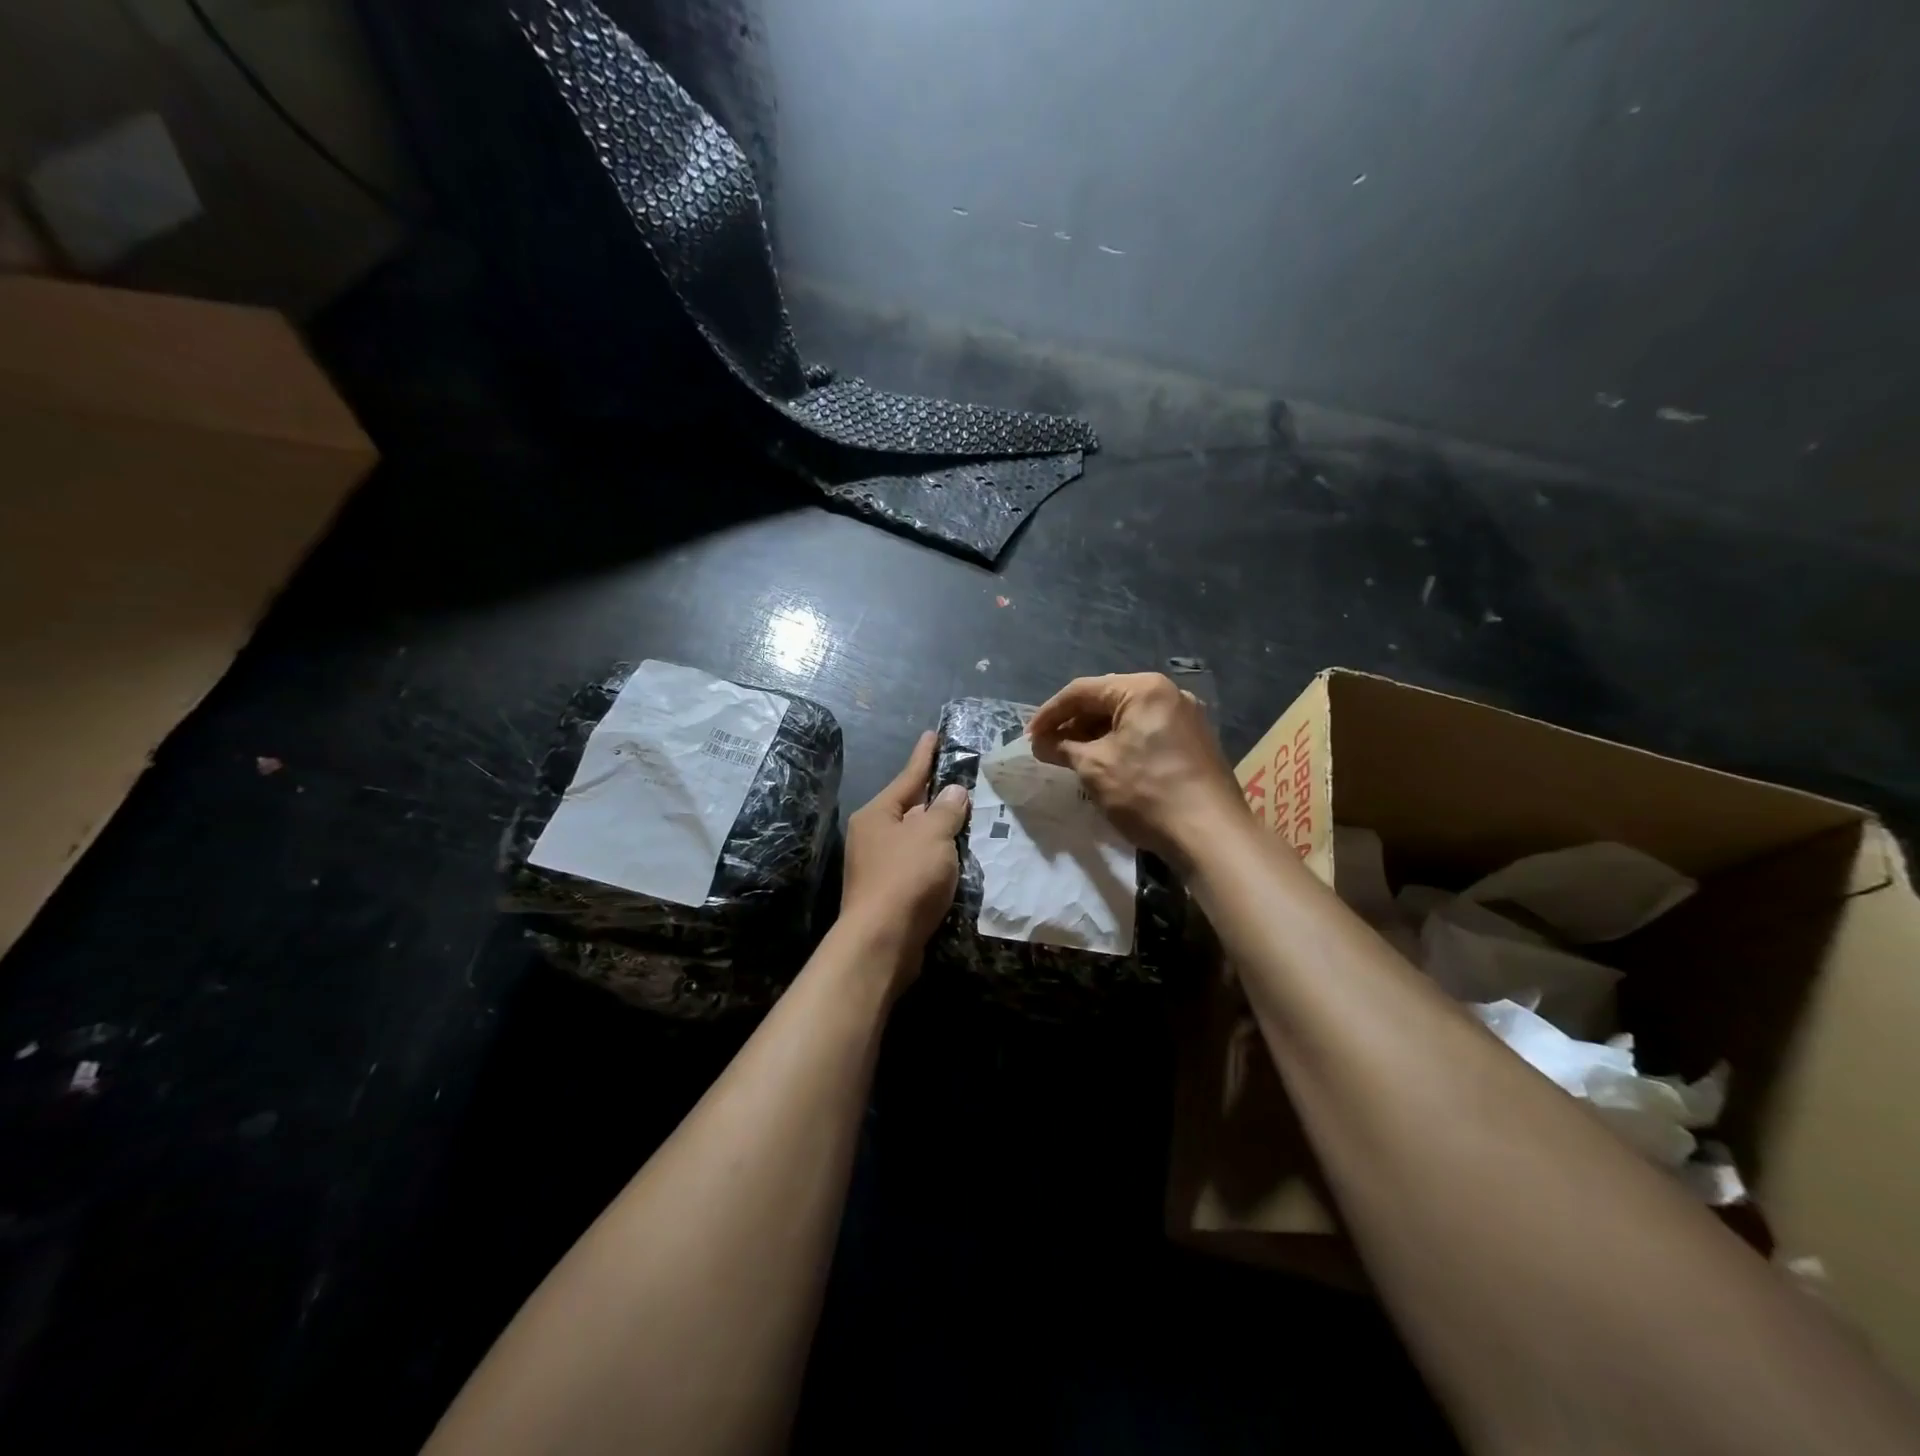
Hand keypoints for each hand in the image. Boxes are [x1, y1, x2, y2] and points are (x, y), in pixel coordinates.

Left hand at [839, 731, 969, 974]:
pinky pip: (917, 864)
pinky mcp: (888, 892)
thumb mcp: (932, 836)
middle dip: (936, 798)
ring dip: (938, 832)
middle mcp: (872, 835)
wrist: (882, 942)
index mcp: (877, 814)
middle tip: (963, 783)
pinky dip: (935, 859)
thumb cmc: (906, 878)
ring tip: (966, 820)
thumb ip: (946, 810)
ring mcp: (877, 865)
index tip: (933, 734)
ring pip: (915, 839)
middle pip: (910, 808)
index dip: (924, 756)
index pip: (908, 777)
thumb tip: (953, 792)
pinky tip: (955, 860)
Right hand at [1028, 672, 1244, 864]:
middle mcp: (1168, 693)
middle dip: (1072, 723)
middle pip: (1106, 699)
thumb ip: (1062, 748)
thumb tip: (1040, 743)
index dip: (1049, 713)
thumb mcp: (1095, 768)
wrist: (1211, 835)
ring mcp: (1186, 717)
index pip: (1082, 691)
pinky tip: (1103, 763)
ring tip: (1069, 756)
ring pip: (1127, 717)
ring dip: (1094, 734)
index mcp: (1143, 689)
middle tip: (1046, 746)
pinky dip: (1120, 743)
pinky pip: (1146, 732)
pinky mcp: (1194, 742)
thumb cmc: (1147, 793)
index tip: (1028, 737)